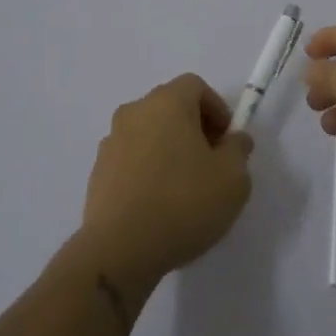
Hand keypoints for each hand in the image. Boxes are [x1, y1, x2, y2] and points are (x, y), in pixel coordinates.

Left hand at [77, 74, 253, 295]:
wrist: (120, 249)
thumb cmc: (183, 203)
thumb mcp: (232, 178)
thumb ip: (238, 150)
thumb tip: (234, 139)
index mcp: (167, 103)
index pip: (194, 86)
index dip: (216, 108)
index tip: (226, 141)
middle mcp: (134, 112)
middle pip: (169, 107)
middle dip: (193, 128)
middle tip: (210, 163)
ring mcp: (111, 141)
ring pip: (148, 133)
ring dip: (167, 149)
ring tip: (183, 188)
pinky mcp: (97, 172)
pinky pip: (130, 159)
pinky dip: (146, 170)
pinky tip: (157, 204)